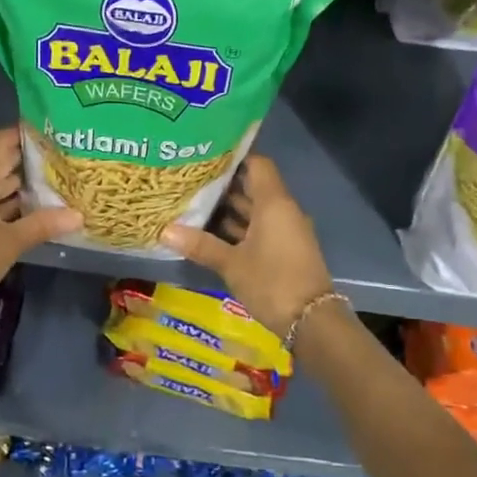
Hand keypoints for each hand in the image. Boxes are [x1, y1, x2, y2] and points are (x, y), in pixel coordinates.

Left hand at [0, 128, 80, 313]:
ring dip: (12, 186)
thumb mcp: (10, 242)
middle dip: (24, 164)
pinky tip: (22, 213)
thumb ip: (43, 225)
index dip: (25, 135)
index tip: (51, 134)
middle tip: (58, 164)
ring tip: (47, 188)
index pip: (1, 142)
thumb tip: (78, 215)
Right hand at [161, 156, 335, 338]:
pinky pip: (259, 228)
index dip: (233, 157)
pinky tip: (210, 233)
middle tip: (190, 180)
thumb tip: (165, 231)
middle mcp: (282, 211)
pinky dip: (238, 228)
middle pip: (253, 187)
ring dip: (228, 209)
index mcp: (273, 203)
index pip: (256, 164)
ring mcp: (285, 231)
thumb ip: (200, 245)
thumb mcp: (231, 264)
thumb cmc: (271, 282)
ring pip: (254, 210)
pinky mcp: (284, 250)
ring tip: (193, 204)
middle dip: (223, 185)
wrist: (311, 321)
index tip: (205, 155)